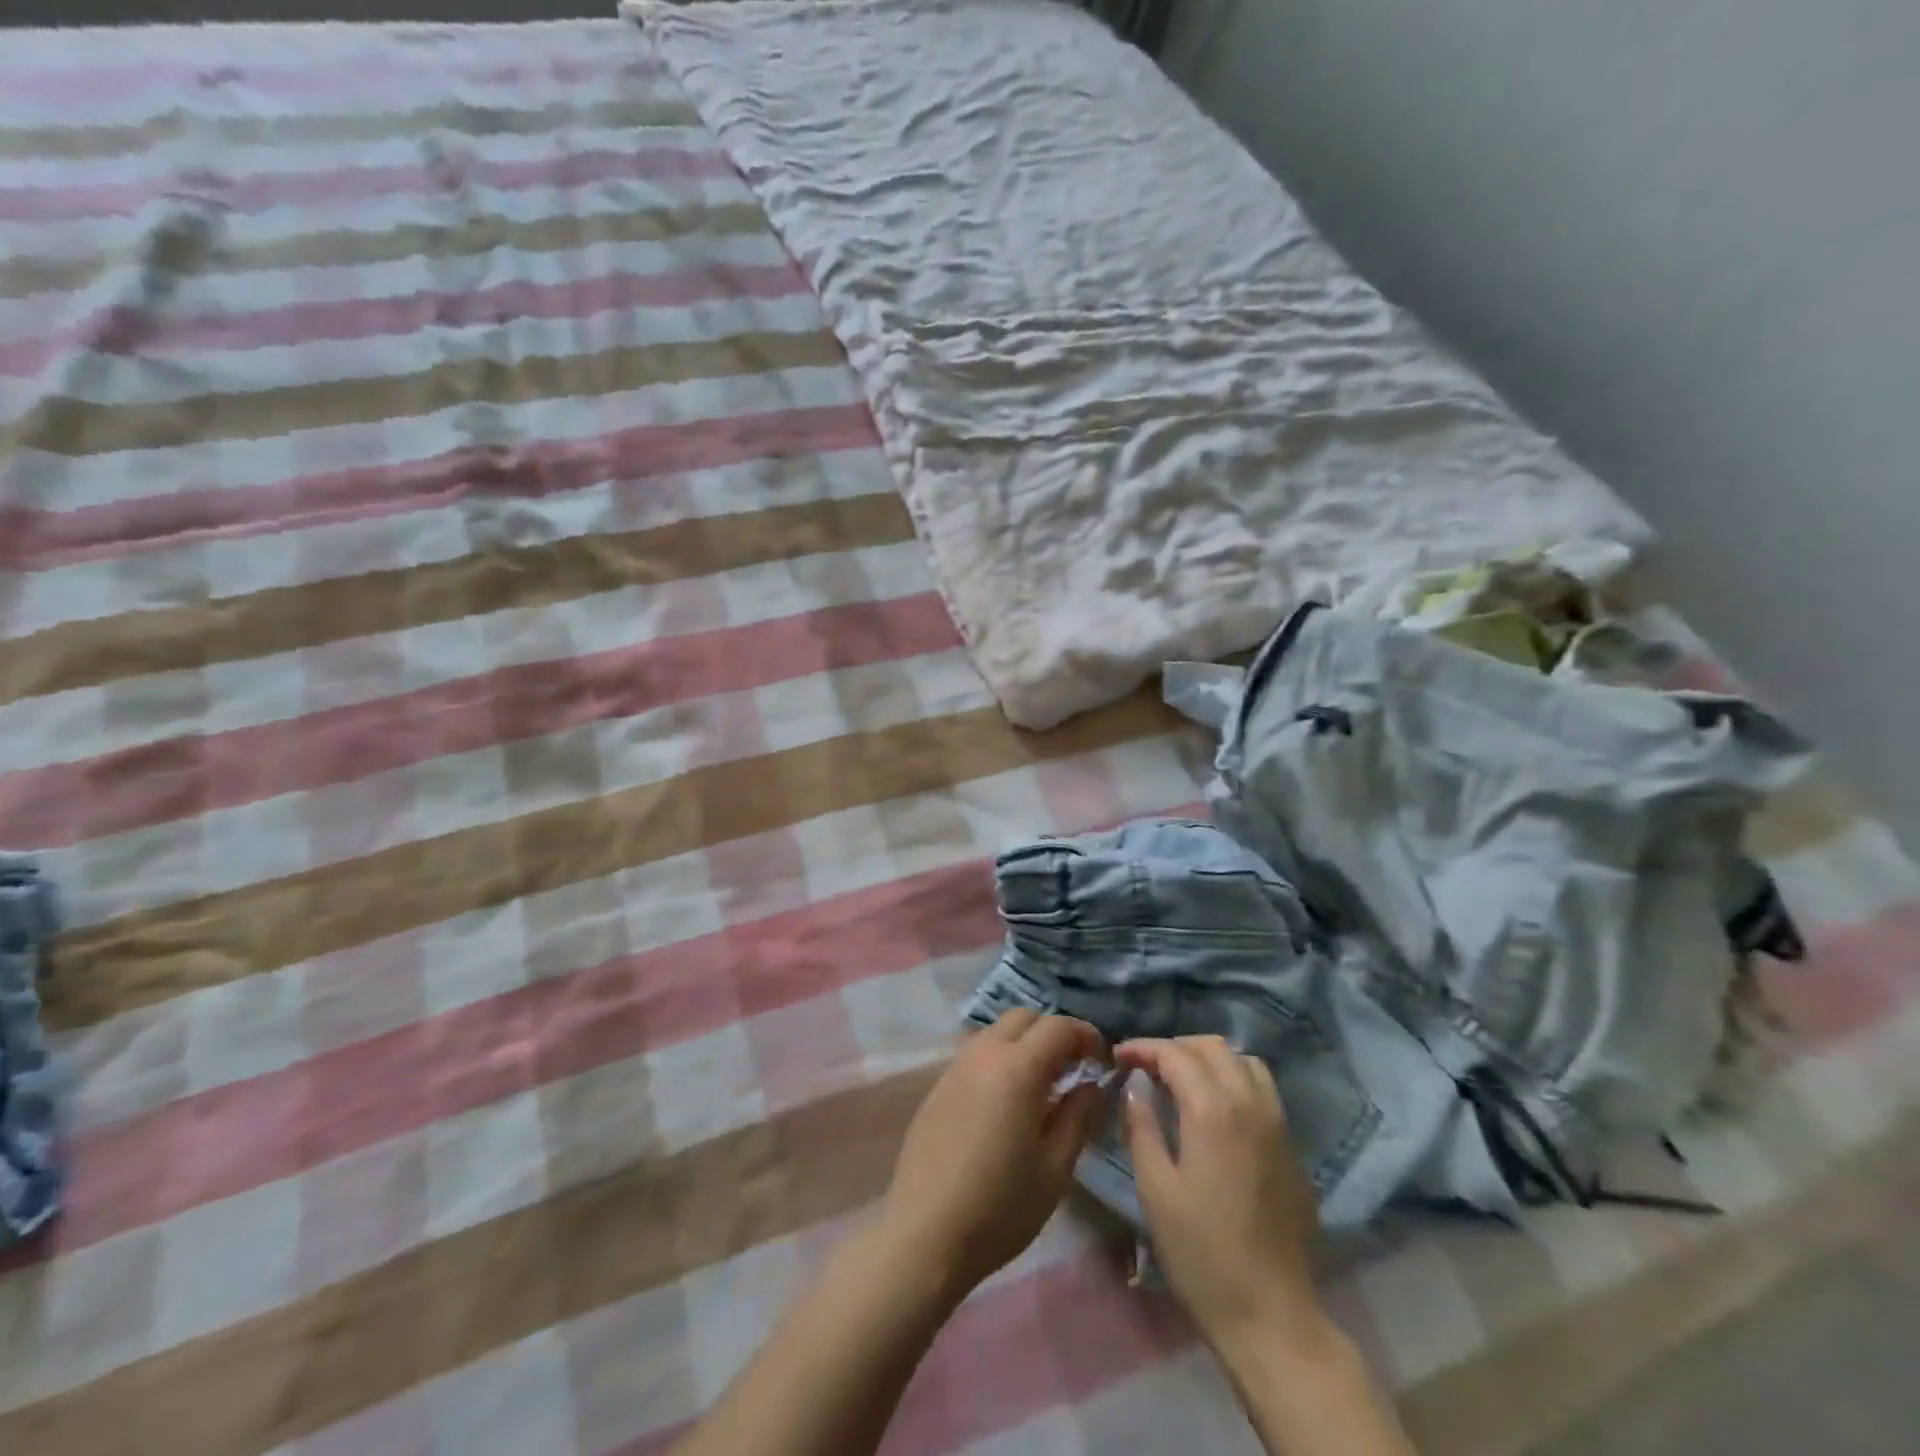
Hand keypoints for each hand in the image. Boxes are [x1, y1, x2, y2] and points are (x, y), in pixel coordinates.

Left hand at [878, 1010, 1107, 1301]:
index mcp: (1016, 1068)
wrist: (924, 1234)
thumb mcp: (1054, 1168)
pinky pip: (976, 1053)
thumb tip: (1093, 1084)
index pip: (1058, 1026)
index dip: (1086, 1035)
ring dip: (1024, 1043)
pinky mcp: (938, 1086)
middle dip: (1054, 1032)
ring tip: (1042, 1084)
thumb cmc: (1000, 1207)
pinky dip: (999, 1059)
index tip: (1103, 1060)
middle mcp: (983, 1053)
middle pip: (1024, 1017)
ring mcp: (955, 1067)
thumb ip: (1078, 1116)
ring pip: (996, 1031)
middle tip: (1074, 1067)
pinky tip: (1006, 1101)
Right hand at [1117, 1036, 1330, 1359]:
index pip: (1175, 1054)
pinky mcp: (1291, 1147)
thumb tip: (1136, 1087)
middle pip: (1213, 1047)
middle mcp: (1250, 1104)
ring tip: (1181, 1080)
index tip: (1117, 1056)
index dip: (1142, 1048)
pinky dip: (1235, 1080)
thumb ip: (1142, 1127)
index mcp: (1213, 1110)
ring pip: (1244, 1062)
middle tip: (1146, 1066)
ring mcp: (1278, 1125)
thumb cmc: (1201, 1253)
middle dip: (1175, 1047)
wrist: (1270, 1314)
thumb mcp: (1155, 1189)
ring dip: (1209, 1059)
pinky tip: (1216, 1109)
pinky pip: (1263, 1090)